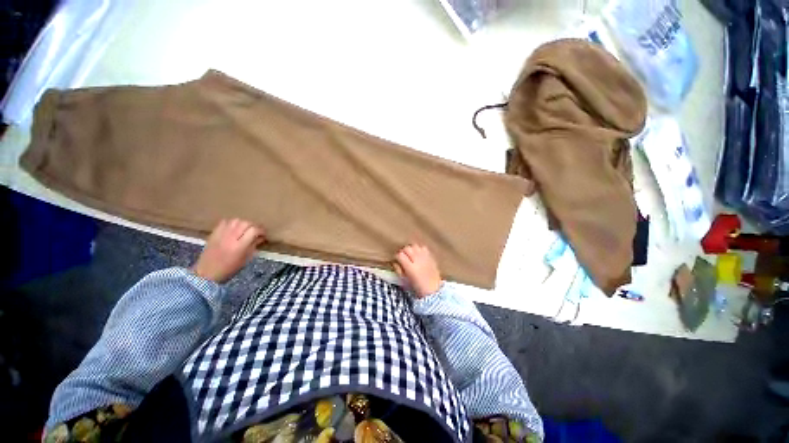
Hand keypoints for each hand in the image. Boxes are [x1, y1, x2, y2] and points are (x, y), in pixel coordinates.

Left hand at [191, 219, 265, 282]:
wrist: (207, 272)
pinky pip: (225, 222)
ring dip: (243, 223)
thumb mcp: (245, 259)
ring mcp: (221, 234)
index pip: (253, 230)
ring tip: (245, 229)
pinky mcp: (214, 233)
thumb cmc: (229, 268)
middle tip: (256, 231)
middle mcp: (230, 238)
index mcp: (239, 246)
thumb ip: (254, 246)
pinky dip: (232, 223)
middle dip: (253, 226)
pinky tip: (234, 228)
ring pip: (236, 220)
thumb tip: (261, 237)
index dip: (261, 230)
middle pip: (245, 223)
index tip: (263, 234)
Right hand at [394, 243, 441, 297]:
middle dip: (403, 252)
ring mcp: (425, 257)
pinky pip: (423, 247)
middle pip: (407, 248)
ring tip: (410, 255)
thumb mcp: (404, 281)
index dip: (396, 256)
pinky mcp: (430, 256)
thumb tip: (395, 262)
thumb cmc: (417, 288)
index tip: (396, 260)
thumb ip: (398, 270)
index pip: (400, 255)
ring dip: (411, 249)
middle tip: (403, 257)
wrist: (433, 290)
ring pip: (415, 246)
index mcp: (410, 268)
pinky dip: (419, 249)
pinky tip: (418, 255)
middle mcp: (418, 260)